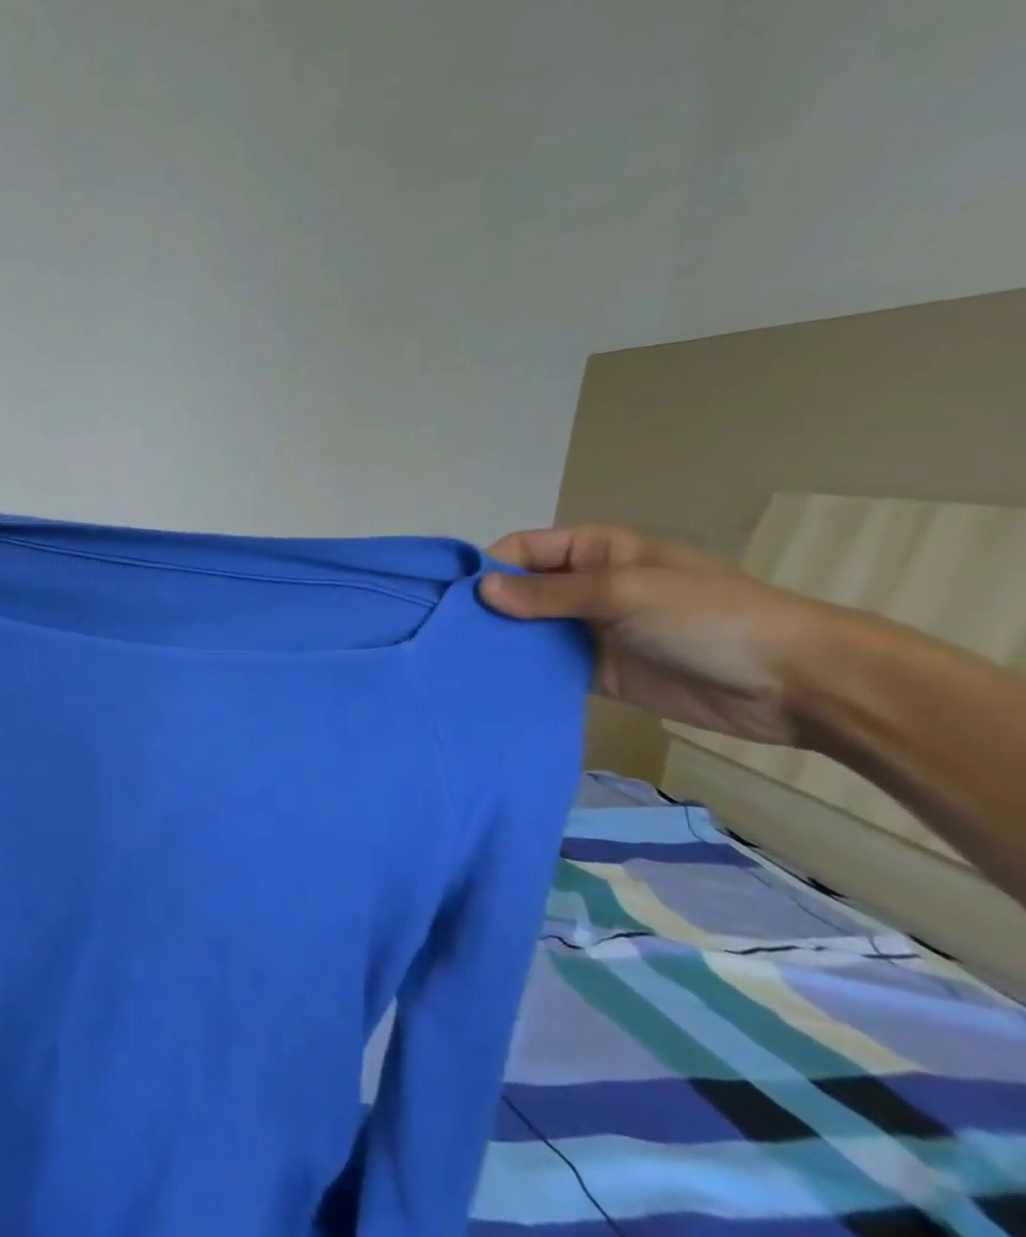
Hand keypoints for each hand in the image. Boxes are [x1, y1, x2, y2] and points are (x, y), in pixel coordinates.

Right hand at [478, 525, 849, 746]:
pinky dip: (522, 674)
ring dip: (500, 643)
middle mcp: (587, 588)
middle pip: (520, 592)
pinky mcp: (599, 674)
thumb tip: (480, 591)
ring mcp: (592, 632)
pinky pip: (548, 669)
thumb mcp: (625, 592)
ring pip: (529, 631)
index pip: (524, 550)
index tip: (450, 597)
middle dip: (486, 609)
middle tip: (442, 634)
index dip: (488, 568)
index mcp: (597, 552)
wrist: (794, 684)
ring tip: (455, 662)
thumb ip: (550, 594)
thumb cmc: (710, 617)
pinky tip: (490, 685)